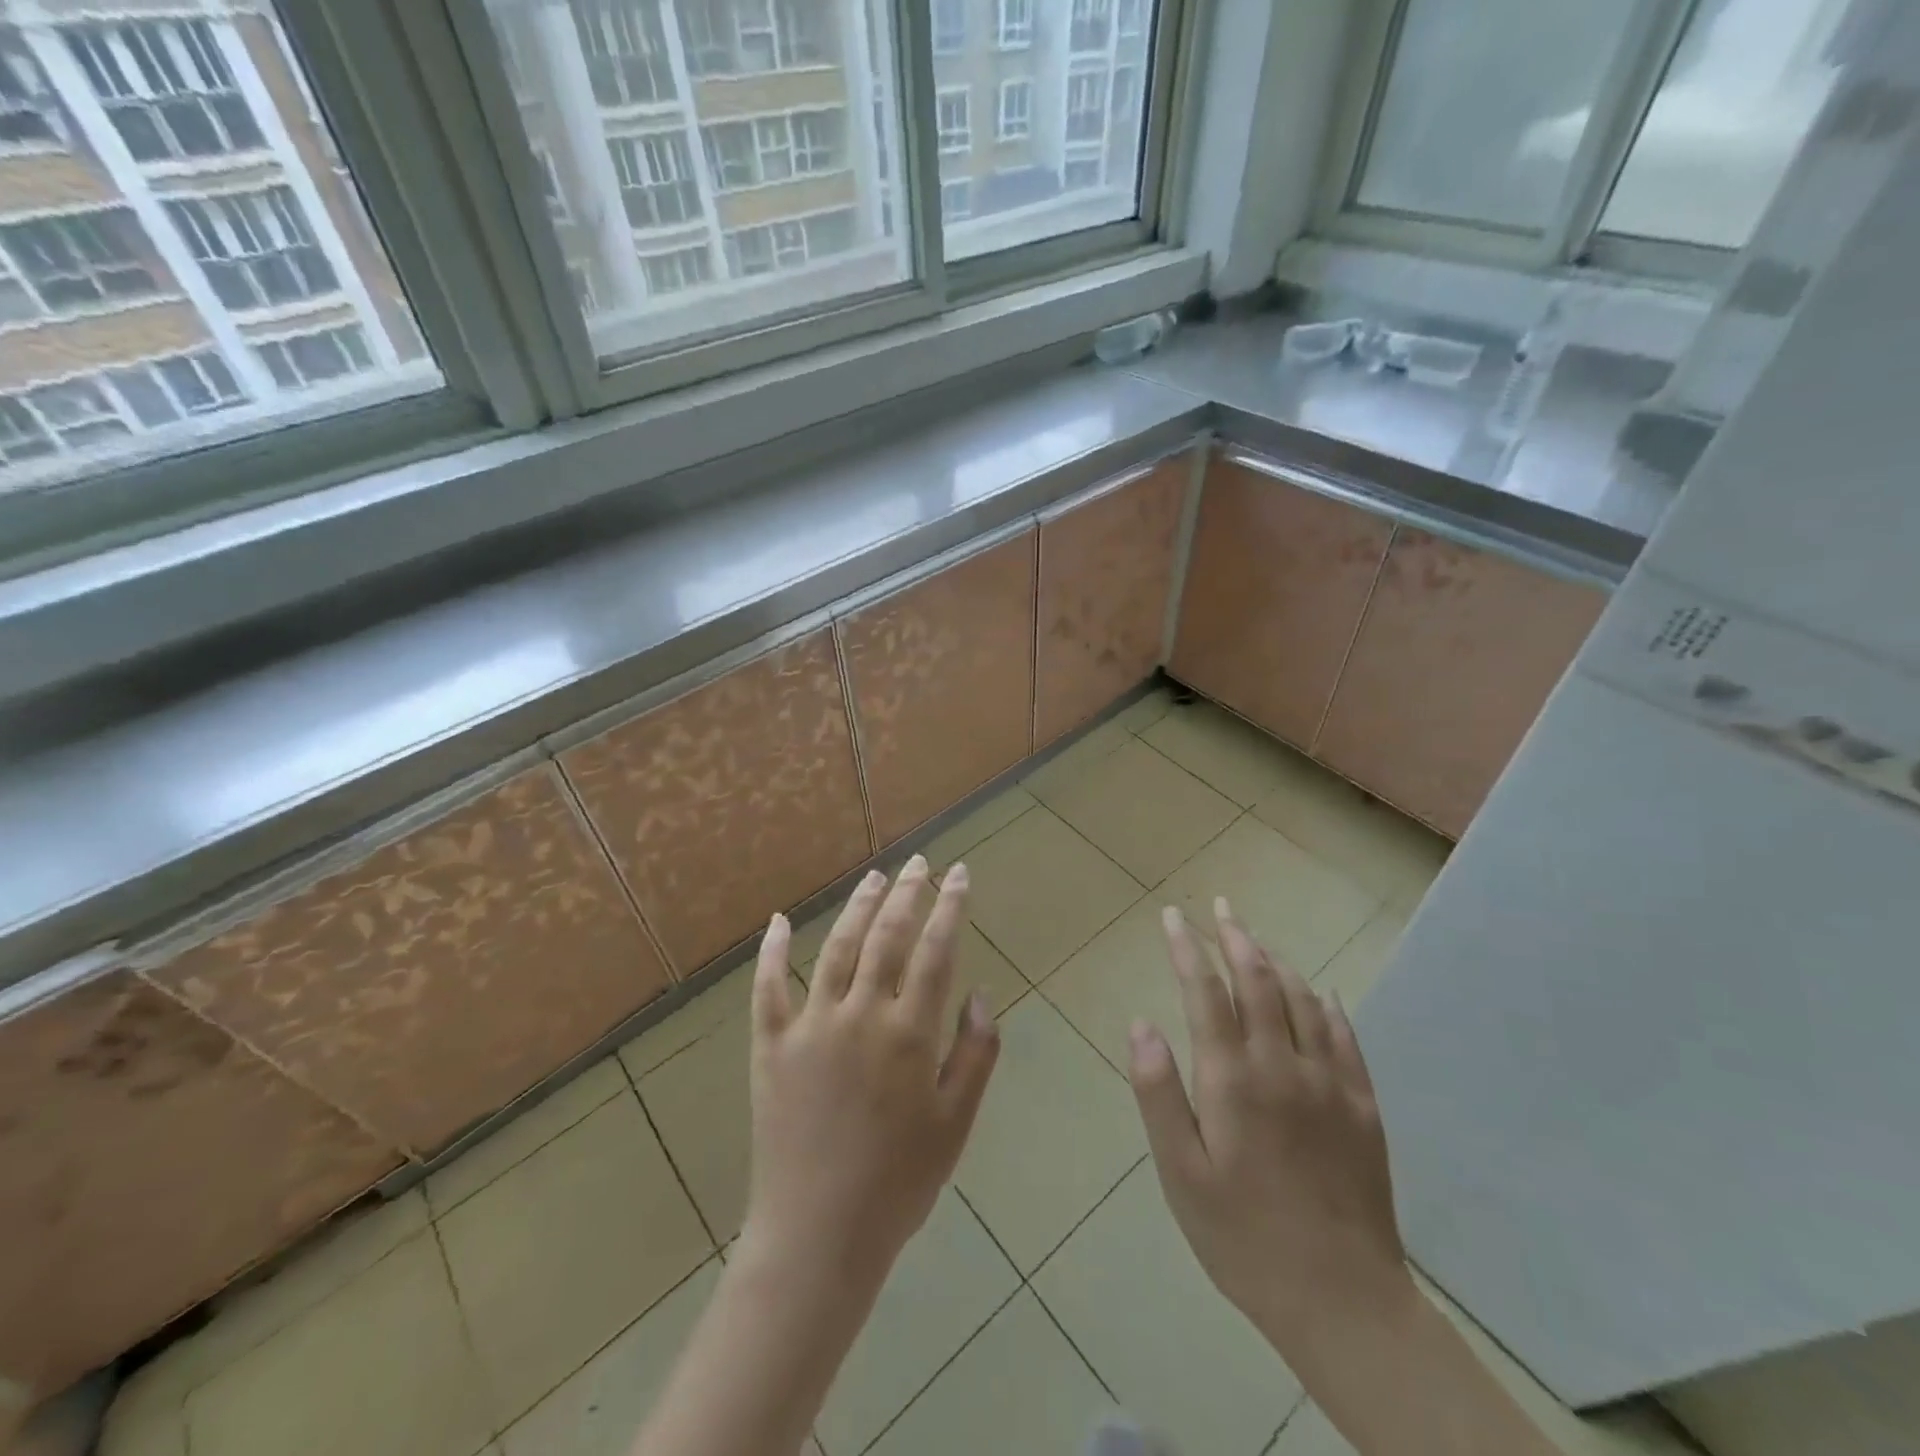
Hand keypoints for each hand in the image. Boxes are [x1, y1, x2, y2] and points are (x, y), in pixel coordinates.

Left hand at [739, 856, 999, 1289]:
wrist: (818, 1235)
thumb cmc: (898, 1182)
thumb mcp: (956, 1124)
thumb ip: (975, 1054)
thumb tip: (980, 996)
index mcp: (909, 1034)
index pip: (935, 951)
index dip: (949, 907)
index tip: (958, 874)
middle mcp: (860, 1015)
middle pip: (886, 936)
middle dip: (907, 893)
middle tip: (919, 862)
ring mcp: (810, 1025)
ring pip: (836, 947)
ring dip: (858, 907)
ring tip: (876, 878)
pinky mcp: (771, 1045)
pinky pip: (767, 987)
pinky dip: (772, 951)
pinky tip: (779, 921)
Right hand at [1127, 899, 1411, 1359]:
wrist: (1342, 1301)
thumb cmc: (1242, 1237)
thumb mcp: (1180, 1173)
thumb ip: (1158, 1093)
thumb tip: (1141, 1024)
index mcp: (1233, 1079)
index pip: (1206, 992)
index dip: (1187, 948)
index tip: (1173, 917)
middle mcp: (1282, 1065)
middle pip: (1259, 981)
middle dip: (1235, 937)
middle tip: (1220, 908)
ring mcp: (1330, 1083)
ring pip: (1303, 999)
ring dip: (1277, 962)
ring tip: (1257, 941)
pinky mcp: (1364, 1107)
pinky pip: (1346, 1037)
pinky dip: (1328, 1004)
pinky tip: (1321, 993)